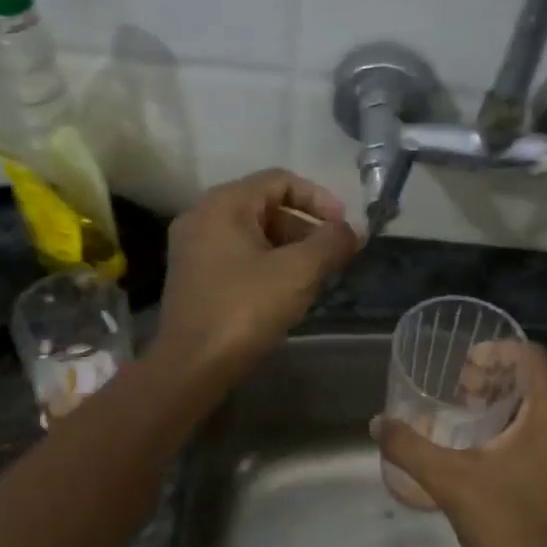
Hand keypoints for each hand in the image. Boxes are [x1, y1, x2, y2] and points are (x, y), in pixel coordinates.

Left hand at [154, 169, 359, 381]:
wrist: (192, 366)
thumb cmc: (245, 309)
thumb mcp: (298, 272)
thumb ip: (331, 243)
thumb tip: (354, 231)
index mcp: (224, 204)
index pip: (280, 180)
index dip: (319, 199)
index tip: (344, 229)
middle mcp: (203, 216)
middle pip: (266, 206)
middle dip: (306, 228)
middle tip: (333, 257)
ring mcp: (194, 248)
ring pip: (254, 234)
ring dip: (290, 249)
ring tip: (316, 277)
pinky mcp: (194, 277)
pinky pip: (239, 256)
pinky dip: (268, 264)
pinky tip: (287, 292)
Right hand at [373, 343, 546, 546]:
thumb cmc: (502, 523)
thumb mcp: (447, 480)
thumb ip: (409, 446)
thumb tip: (376, 423)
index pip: (530, 357)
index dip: (495, 352)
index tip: (464, 366)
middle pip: (537, 381)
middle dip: (497, 379)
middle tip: (461, 393)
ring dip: (511, 403)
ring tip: (474, 416)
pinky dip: (528, 425)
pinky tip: (497, 447)